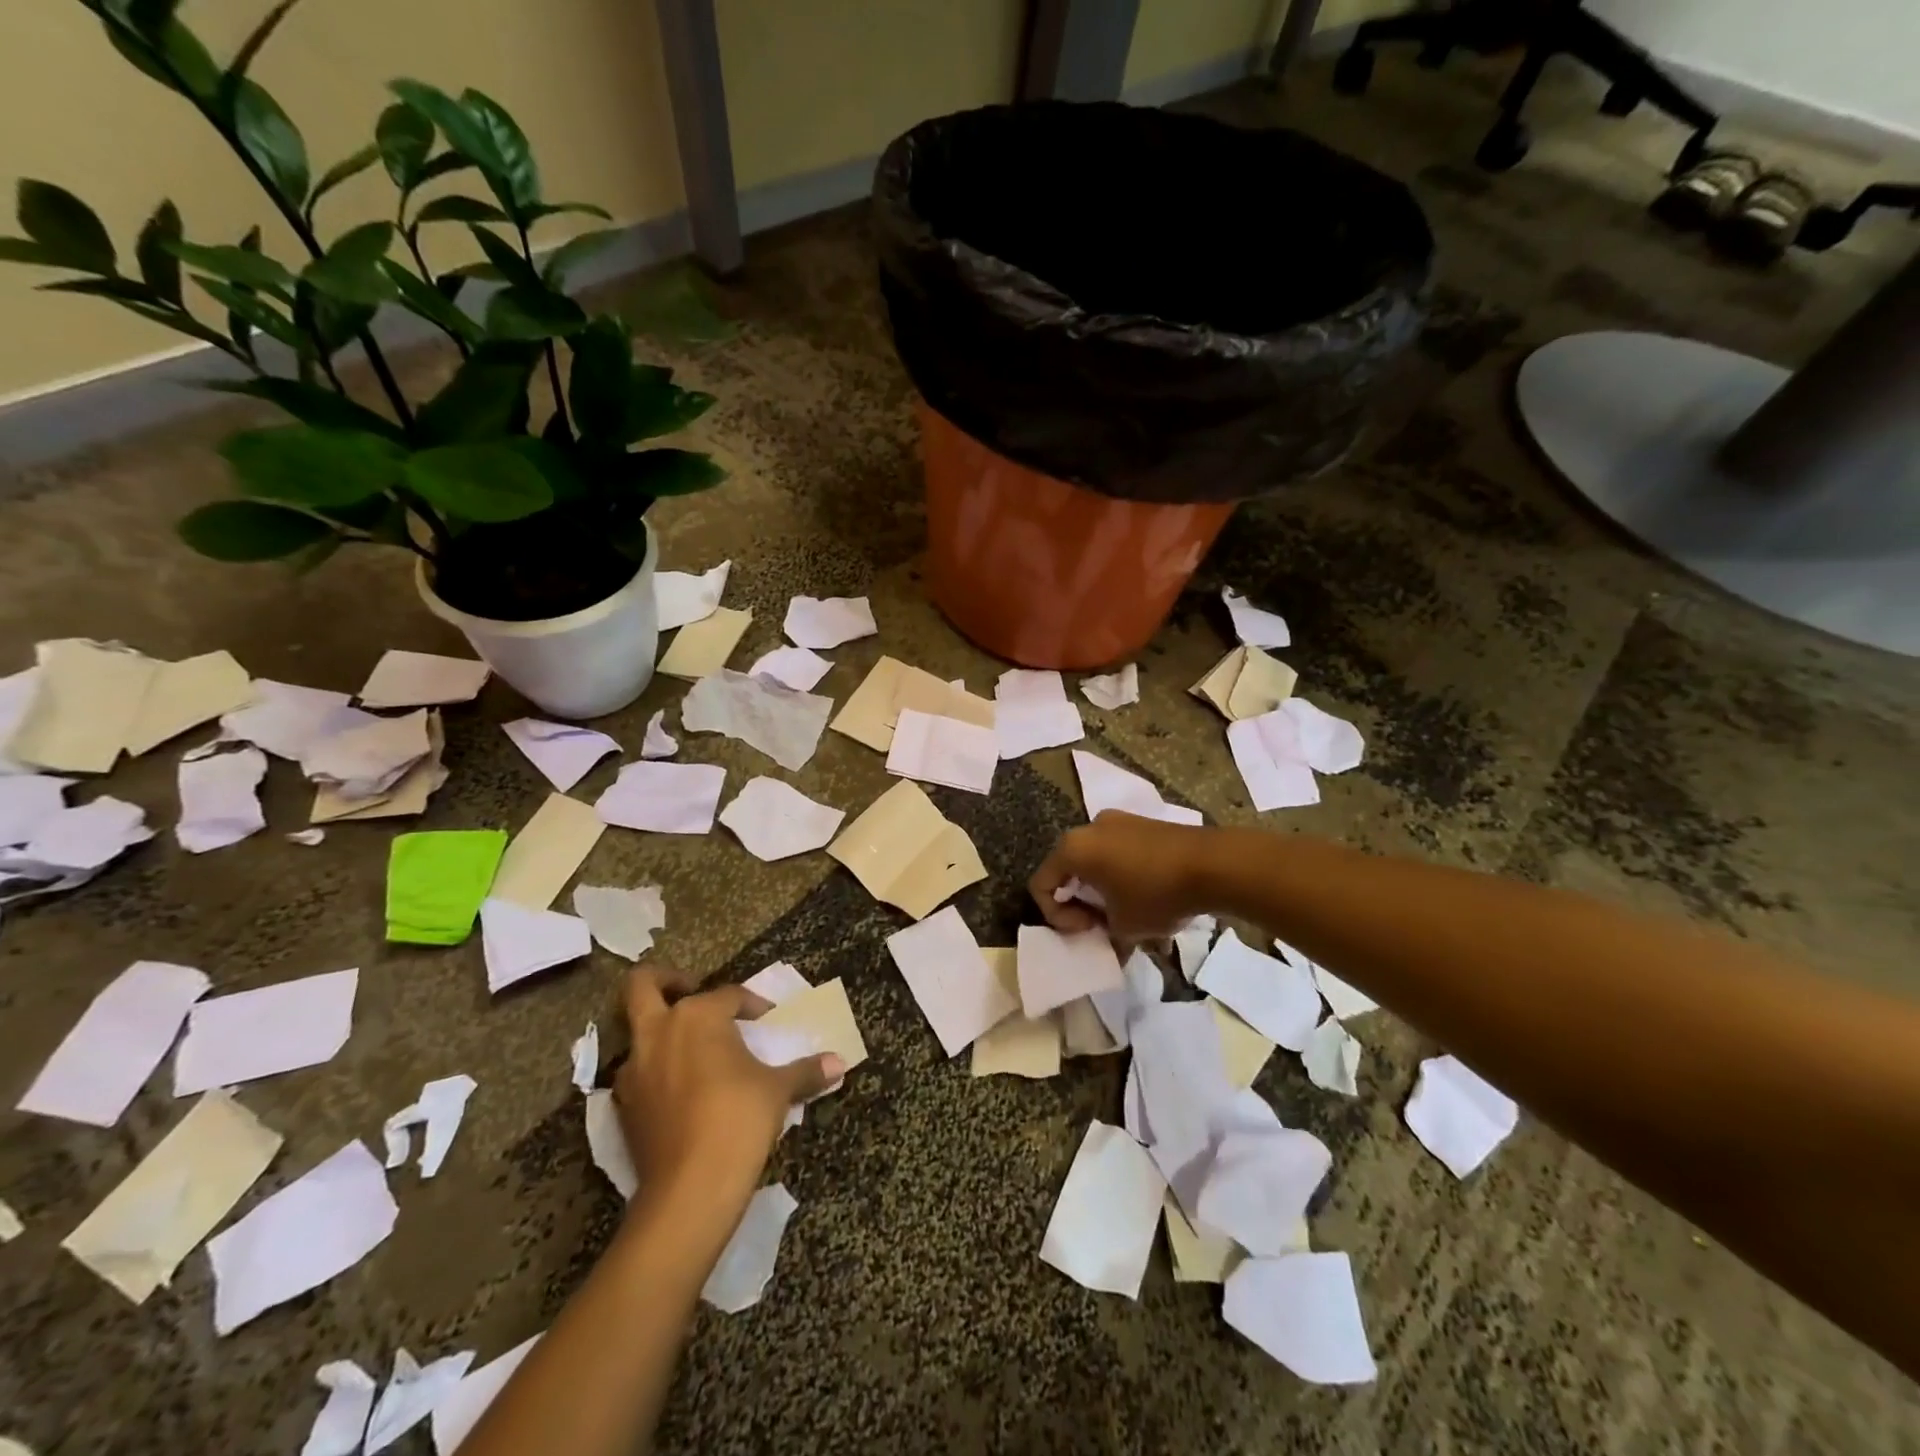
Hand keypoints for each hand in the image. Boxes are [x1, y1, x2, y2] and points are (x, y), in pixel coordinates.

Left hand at [612, 965, 843, 1209]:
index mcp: (698, 1016)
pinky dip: (654, 1071)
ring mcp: (634, 1069)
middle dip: (665, 980)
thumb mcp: (778, 1090)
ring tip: (691, 1047)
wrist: (690, 1189)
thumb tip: (839, 1063)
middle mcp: (659, 1032)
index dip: (751, 1004)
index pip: (728, 995)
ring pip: (634, 1032)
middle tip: (691, 990)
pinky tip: (679, 1088)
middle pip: (642, 986)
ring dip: (658, 1031)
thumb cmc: (739, 1119)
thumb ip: (805, 1071)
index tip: (767, 1019)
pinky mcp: (623, 1106)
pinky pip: (635, 1073)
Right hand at [1029, 811, 1218, 940]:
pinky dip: (1122, 876)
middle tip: (1102, 926)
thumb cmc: (1156, 894)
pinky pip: (1119, 852)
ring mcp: (1118, 821)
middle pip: (1068, 870)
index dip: (1057, 916)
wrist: (1213, 864)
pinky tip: (1148, 898)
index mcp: (1073, 848)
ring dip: (1102, 891)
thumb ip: (1105, 936)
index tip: (1088, 930)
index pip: (1041, 884)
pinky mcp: (1143, 824)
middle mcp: (1089, 827)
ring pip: (1096, 861)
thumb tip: (1111, 945)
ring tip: (1127, 915)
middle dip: (1080, 903)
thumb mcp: (1125, 927)